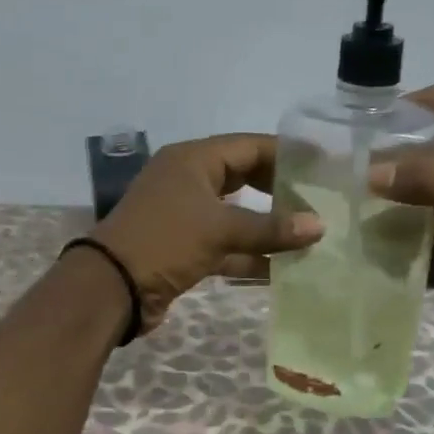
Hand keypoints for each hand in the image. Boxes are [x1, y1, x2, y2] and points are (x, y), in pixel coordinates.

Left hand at [92, 134, 321, 332]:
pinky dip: (251, 256)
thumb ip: (270, 228)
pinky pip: (226, 246)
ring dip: (268, 228)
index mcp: (193, 160)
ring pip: (237, 215)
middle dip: (280, 190)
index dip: (286, 153)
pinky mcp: (186, 248)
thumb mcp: (219, 229)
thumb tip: (319, 226)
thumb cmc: (165, 241)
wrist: (112, 287)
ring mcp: (186, 216)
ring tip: (309, 235)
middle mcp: (189, 181)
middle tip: (318, 199)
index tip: (322, 163)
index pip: (249, 146)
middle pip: (244, 178)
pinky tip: (283, 269)